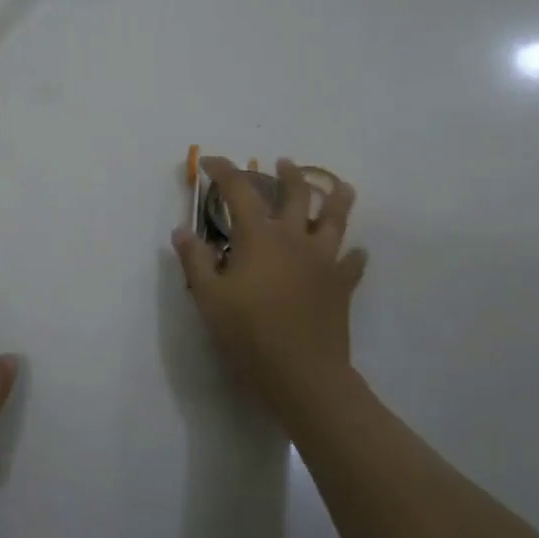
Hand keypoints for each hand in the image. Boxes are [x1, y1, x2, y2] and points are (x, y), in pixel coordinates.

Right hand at [172, 158, 367, 421]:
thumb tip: (182, 230)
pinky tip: (356, 252)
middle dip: (287, 175)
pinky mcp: (341, 285)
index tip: (211, 163)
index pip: (239, 190)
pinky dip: (353, 254)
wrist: (303, 374)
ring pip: (334, 219)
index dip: (224, 171)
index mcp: (259, 237)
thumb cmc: (249, 334)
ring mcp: (323, 260)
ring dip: (335, 197)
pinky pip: (352, 263)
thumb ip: (195, 260)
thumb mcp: (209, 298)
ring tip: (340, 185)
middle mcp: (294, 238)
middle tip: (283, 163)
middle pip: (295, 194)